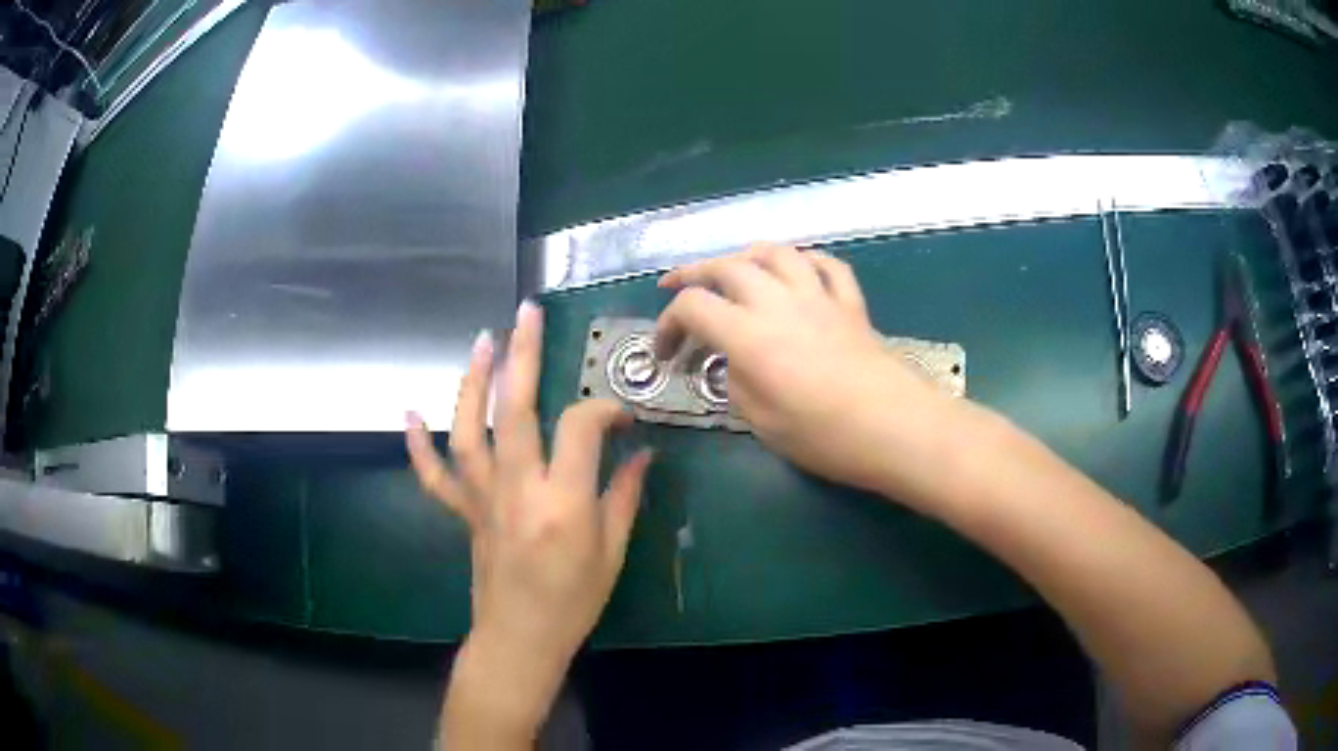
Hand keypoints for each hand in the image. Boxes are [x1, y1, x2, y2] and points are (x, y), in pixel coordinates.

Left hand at [407, 301, 651, 741]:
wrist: (520, 639)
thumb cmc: (574, 602)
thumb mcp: (612, 552)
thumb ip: (625, 496)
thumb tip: (642, 454)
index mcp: (562, 501)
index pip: (581, 427)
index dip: (604, 411)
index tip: (621, 418)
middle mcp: (517, 489)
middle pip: (516, 409)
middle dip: (522, 355)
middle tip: (526, 313)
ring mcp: (483, 498)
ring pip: (469, 430)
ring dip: (473, 383)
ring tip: (481, 342)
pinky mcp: (464, 511)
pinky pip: (434, 475)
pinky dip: (417, 445)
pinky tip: (407, 414)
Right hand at [656, 244, 960, 495]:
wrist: (895, 427)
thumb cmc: (825, 436)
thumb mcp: (762, 423)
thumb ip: (738, 383)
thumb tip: (736, 362)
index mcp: (749, 334)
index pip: (693, 306)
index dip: (667, 325)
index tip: (665, 353)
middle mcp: (778, 302)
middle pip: (727, 267)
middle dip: (693, 274)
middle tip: (677, 289)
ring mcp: (818, 296)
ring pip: (776, 253)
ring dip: (746, 256)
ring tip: (734, 270)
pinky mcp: (850, 303)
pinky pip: (826, 265)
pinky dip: (804, 262)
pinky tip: (797, 272)